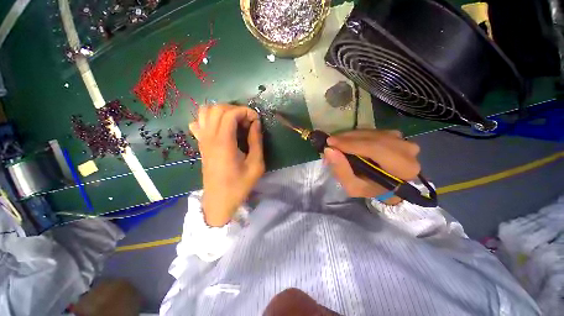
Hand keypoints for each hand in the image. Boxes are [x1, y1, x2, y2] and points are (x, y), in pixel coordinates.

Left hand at [189, 105, 264, 226]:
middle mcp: (209, 137)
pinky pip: (199, 123)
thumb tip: (256, 123)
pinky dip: (210, 119)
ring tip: (235, 122)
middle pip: (217, 108)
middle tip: (247, 122)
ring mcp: (202, 140)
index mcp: (224, 143)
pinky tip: (220, 128)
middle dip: (236, 109)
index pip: (230, 113)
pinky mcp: (201, 145)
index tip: (257, 120)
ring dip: (222, 112)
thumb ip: (256, 141)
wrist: (219, 200)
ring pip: (205, 112)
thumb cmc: (240, 184)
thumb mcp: (256, 165)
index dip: (246, 111)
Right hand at [323, 130, 420, 204]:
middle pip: (372, 138)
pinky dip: (355, 135)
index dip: (352, 144)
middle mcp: (407, 149)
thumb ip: (342, 171)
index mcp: (403, 167)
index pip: (376, 149)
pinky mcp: (393, 134)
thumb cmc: (371, 188)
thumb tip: (329, 150)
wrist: (386, 184)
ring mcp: (401, 139)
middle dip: (347, 139)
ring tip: (335, 144)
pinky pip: (370, 131)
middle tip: (329, 143)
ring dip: (349, 136)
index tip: (330, 143)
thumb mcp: (353, 187)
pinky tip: (345, 141)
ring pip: (370, 132)